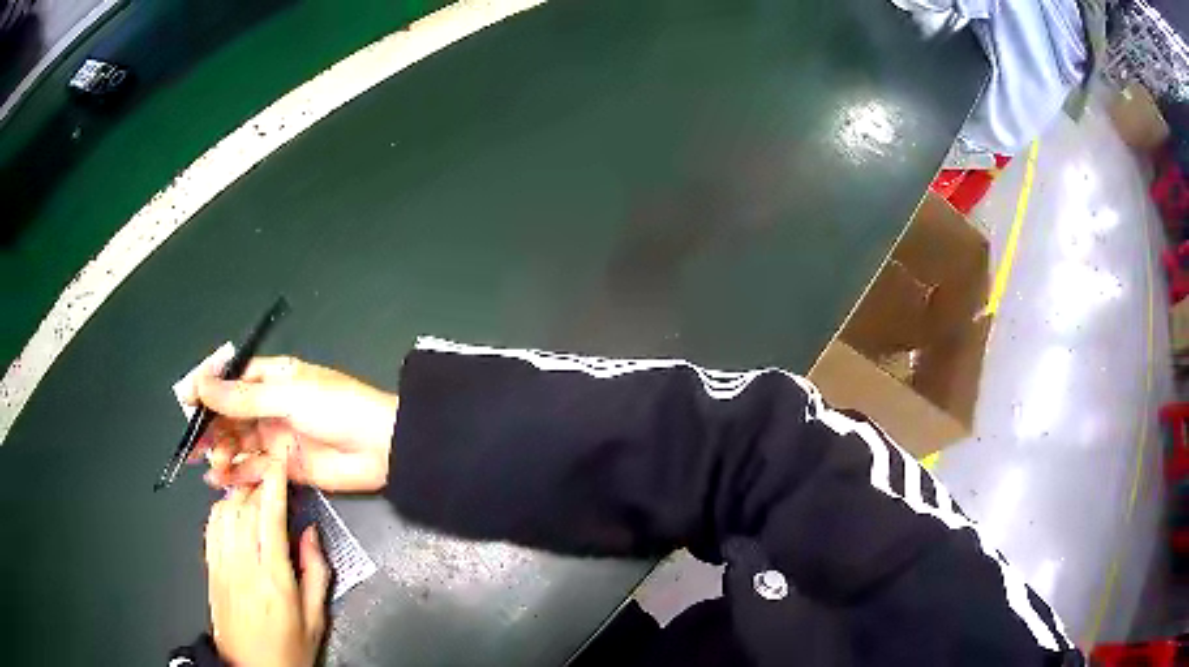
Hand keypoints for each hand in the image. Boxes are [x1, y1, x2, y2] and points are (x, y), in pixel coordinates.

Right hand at [183, 353, 398, 491]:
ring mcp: (276, 438)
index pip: (231, 380)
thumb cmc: (336, 409)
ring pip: (238, 443)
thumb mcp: (286, 397)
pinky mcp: (284, 467)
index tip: (185, 400)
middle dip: (210, 428)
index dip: (208, 389)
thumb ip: (242, 397)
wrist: (382, 448)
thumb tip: (201, 383)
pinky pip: (254, 468)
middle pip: (230, 415)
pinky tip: (221, 479)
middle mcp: (270, 406)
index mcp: (273, 378)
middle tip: (192, 445)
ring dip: (221, 453)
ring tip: (212, 465)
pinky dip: (237, 473)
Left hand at [205, 455, 328, 666]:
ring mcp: (222, 565)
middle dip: (257, 482)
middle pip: (244, 507)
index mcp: (274, 578)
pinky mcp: (210, 569)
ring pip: (224, 511)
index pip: (269, 517)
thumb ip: (316, 573)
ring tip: (254, 488)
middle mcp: (244, 565)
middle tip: (271, 472)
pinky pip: (211, 526)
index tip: (279, 461)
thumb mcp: (315, 619)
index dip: (273, 483)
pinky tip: (232, 509)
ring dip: (239, 492)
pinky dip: (221, 509)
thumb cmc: (288, 649)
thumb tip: (310, 534)